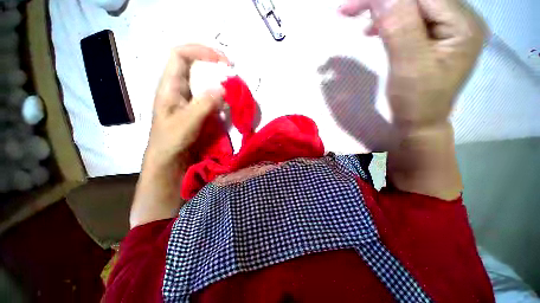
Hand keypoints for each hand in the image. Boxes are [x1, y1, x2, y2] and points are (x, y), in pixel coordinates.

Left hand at [131, 45, 228, 227]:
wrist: (170, 162)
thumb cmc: (171, 143)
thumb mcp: (185, 124)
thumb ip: (202, 105)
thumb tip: (222, 88)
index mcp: (169, 87)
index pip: (180, 55)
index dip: (201, 50)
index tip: (222, 60)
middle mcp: (179, 89)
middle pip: (195, 65)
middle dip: (214, 64)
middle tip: (232, 73)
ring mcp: (190, 100)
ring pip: (204, 81)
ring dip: (220, 81)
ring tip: (234, 86)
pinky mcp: (199, 110)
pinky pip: (211, 97)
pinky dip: (222, 96)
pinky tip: (230, 102)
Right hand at [340, 0, 486, 128]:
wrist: (420, 122)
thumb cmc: (416, 101)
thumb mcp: (409, 65)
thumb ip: (399, 26)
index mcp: (462, 25)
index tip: (351, 6)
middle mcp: (459, 19)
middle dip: (383, 1)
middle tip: (350, 9)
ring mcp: (447, 27)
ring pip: (411, 5)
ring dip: (384, 10)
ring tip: (364, 24)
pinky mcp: (433, 36)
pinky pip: (410, 18)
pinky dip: (389, 20)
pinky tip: (376, 29)